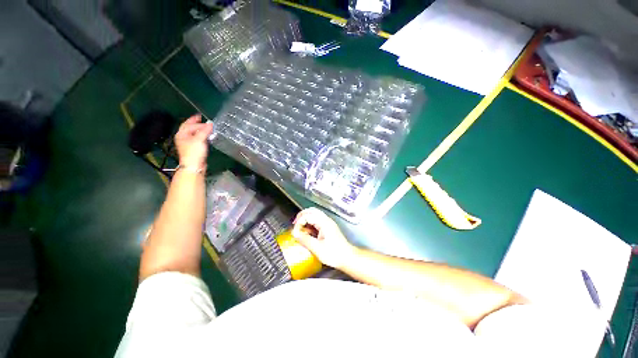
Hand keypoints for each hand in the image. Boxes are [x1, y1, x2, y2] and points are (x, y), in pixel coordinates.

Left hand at [175, 114, 213, 169]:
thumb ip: (205, 130)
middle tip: (204, 121)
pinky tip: (207, 137)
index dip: (195, 121)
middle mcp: (183, 138)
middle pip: (190, 128)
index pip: (188, 124)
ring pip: (194, 134)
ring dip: (200, 130)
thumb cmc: (194, 152)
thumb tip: (210, 124)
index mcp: (181, 134)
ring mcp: (188, 144)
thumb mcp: (199, 139)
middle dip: (197, 124)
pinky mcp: (194, 149)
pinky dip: (202, 136)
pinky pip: (198, 139)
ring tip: (208, 128)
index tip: (202, 117)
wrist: (194, 166)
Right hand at [292, 208, 356, 268]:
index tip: (295, 231)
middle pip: (312, 211)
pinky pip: (317, 221)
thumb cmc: (334, 254)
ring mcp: (328, 223)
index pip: (308, 216)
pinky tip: (307, 232)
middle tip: (295, 225)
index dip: (299, 222)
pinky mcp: (328, 228)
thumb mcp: (317, 248)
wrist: (348, 258)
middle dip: (301, 216)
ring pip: (314, 215)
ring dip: (306, 219)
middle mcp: (326, 220)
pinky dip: (310, 223)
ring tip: (299, 228)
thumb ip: (305, 240)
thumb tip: (294, 233)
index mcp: (324, 223)